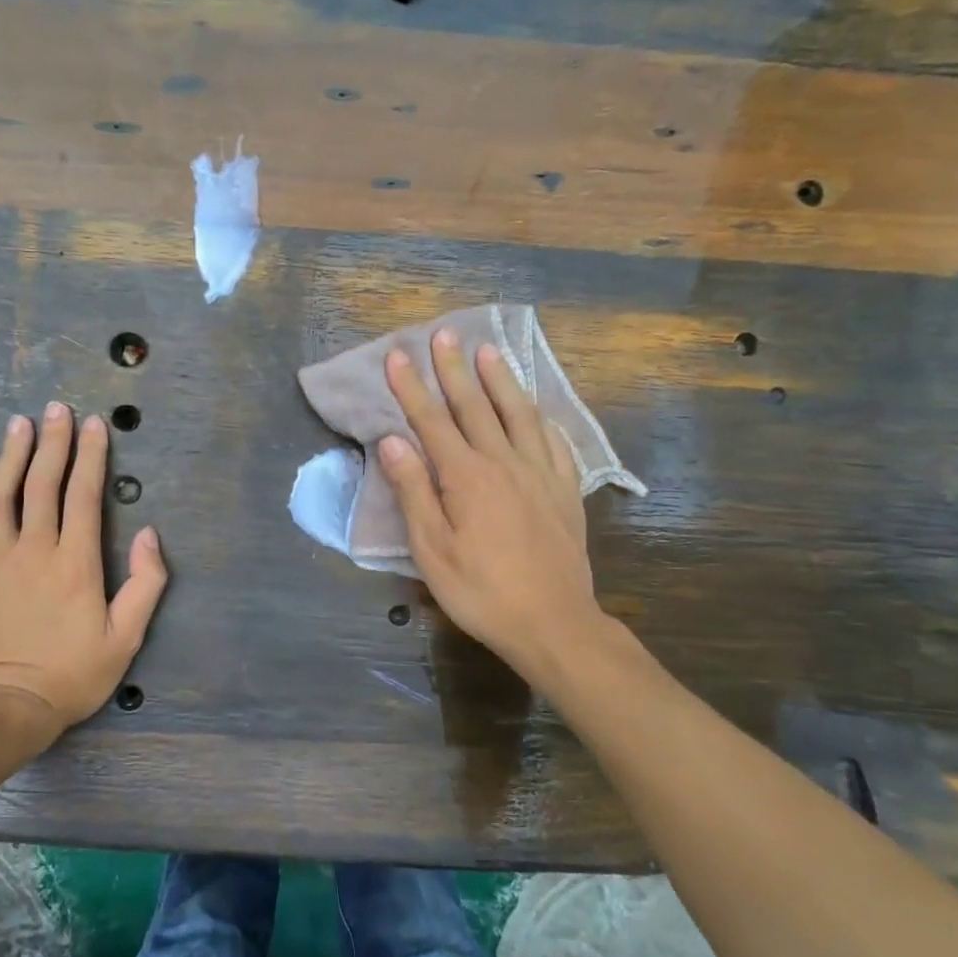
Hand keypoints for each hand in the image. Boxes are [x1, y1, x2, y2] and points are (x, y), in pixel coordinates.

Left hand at [0, 403, 167, 737]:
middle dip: (53, 443)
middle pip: (43, 485)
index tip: (94, 424)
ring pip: (1, 497)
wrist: (9, 709)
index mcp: (76, 563)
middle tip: (57, 408)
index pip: (85, 496)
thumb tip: (151, 534)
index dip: (91, 456)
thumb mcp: (127, 637)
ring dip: (10, 456)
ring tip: (18, 423)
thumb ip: (146, 583)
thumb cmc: (74, 675)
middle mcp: (35, 550)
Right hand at [379, 329, 613, 690]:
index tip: (398, 355)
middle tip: (442, 334)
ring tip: (487, 350)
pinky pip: (552, 440)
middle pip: (474, 406)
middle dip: (454, 368)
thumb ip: (413, 492)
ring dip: (500, 379)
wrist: (554, 623)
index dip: (412, 387)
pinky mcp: (564, 490)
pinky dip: (538, 416)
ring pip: (517, 413)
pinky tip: (534, 407)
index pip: (432, 421)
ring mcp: (540, 473)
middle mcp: (504, 463)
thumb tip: (393, 441)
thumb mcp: (432, 550)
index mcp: (466, 477)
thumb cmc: (481, 592)